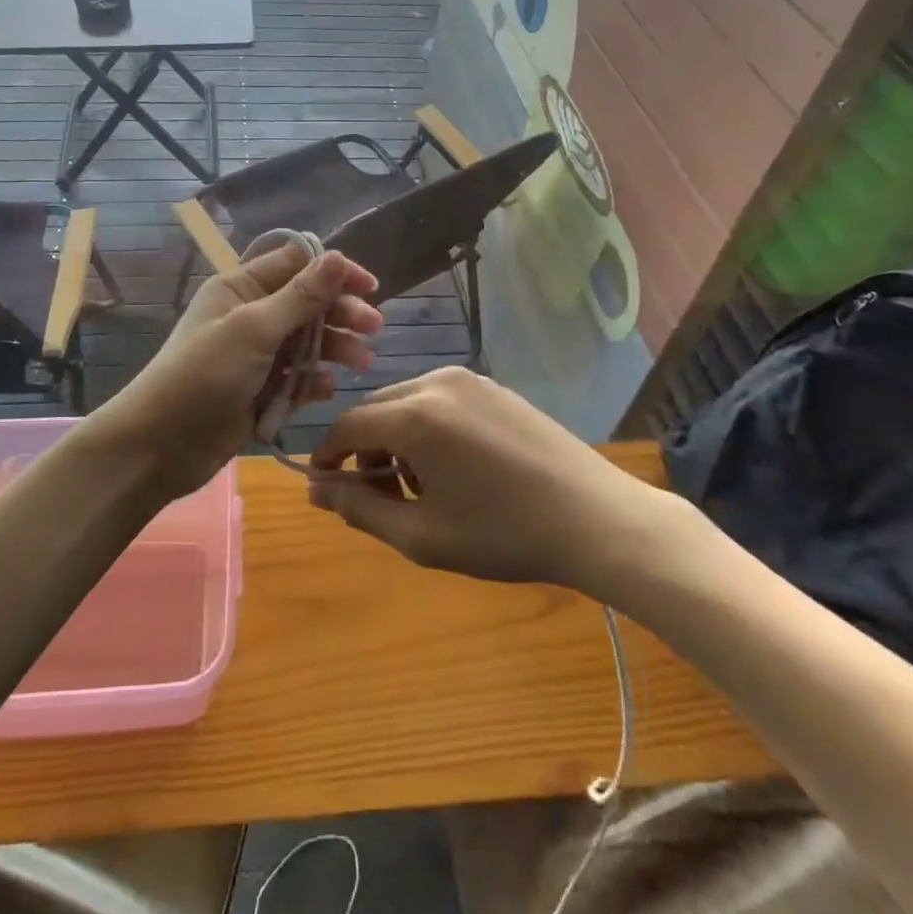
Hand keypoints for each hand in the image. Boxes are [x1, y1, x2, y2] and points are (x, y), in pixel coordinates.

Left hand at [96, 243, 381, 498]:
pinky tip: (327, 389)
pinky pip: (297, 377)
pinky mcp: (261, 389)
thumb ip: (300, 296)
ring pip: (307, 341)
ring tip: (362, 363)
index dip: (333, 271)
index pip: (296, 263)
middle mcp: (251, 315)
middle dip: (341, 313)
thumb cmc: (204, 375)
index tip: (369, 287)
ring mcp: (256, 354)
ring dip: (335, 348)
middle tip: (374, 328)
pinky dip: (314, 380)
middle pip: (307, 303)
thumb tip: (336, 256)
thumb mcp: (254, 329)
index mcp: (241, 288)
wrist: (160, 445)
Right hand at [307, 367, 669, 587]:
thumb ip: (361, 509)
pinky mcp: (494, 387)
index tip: (323, 487)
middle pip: (376, 409)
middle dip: (365, 451)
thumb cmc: (504, 534)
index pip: (347, 425)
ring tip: (422, 488)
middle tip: (379, 497)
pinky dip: (428, 428)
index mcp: (414, 415)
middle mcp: (436, 382)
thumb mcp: (422, 535)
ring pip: (407, 403)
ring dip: (397, 439)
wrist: (596, 518)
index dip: (326, 456)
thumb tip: (316, 492)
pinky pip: (440, 400)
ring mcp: (470, 379)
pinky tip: (454, 467)